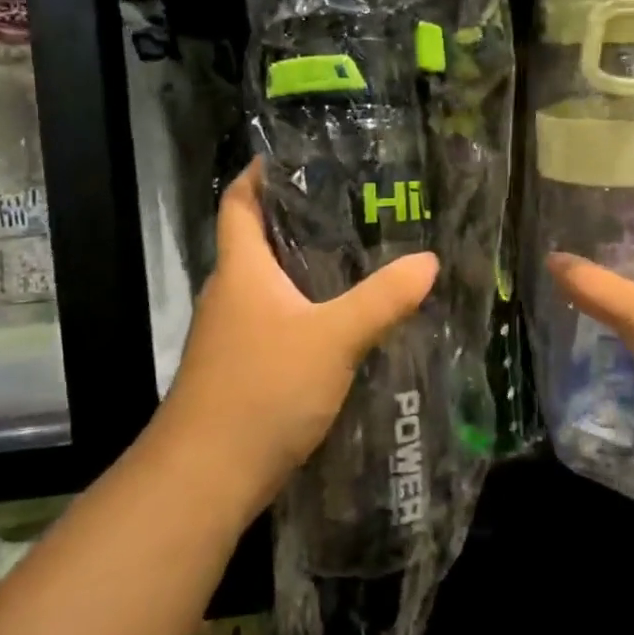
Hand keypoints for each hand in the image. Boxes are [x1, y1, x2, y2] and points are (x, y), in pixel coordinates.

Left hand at [150, 160, 437, 520]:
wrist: (204, 478)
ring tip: (357, 255)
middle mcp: (230, 295)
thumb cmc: (262, 390)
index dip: (257, 174)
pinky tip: (341, 321)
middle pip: (256, 241)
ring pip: (268, 284)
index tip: (291, 156)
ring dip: (303, 267)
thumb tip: (428, 262)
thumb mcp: (333, 339)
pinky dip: (304, 309)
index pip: (238, 203)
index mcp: (241, 271)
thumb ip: (382, 299)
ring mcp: (231, 335)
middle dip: (296, 219)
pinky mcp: (240, 369)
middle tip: (352, 205)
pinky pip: (275, 321)